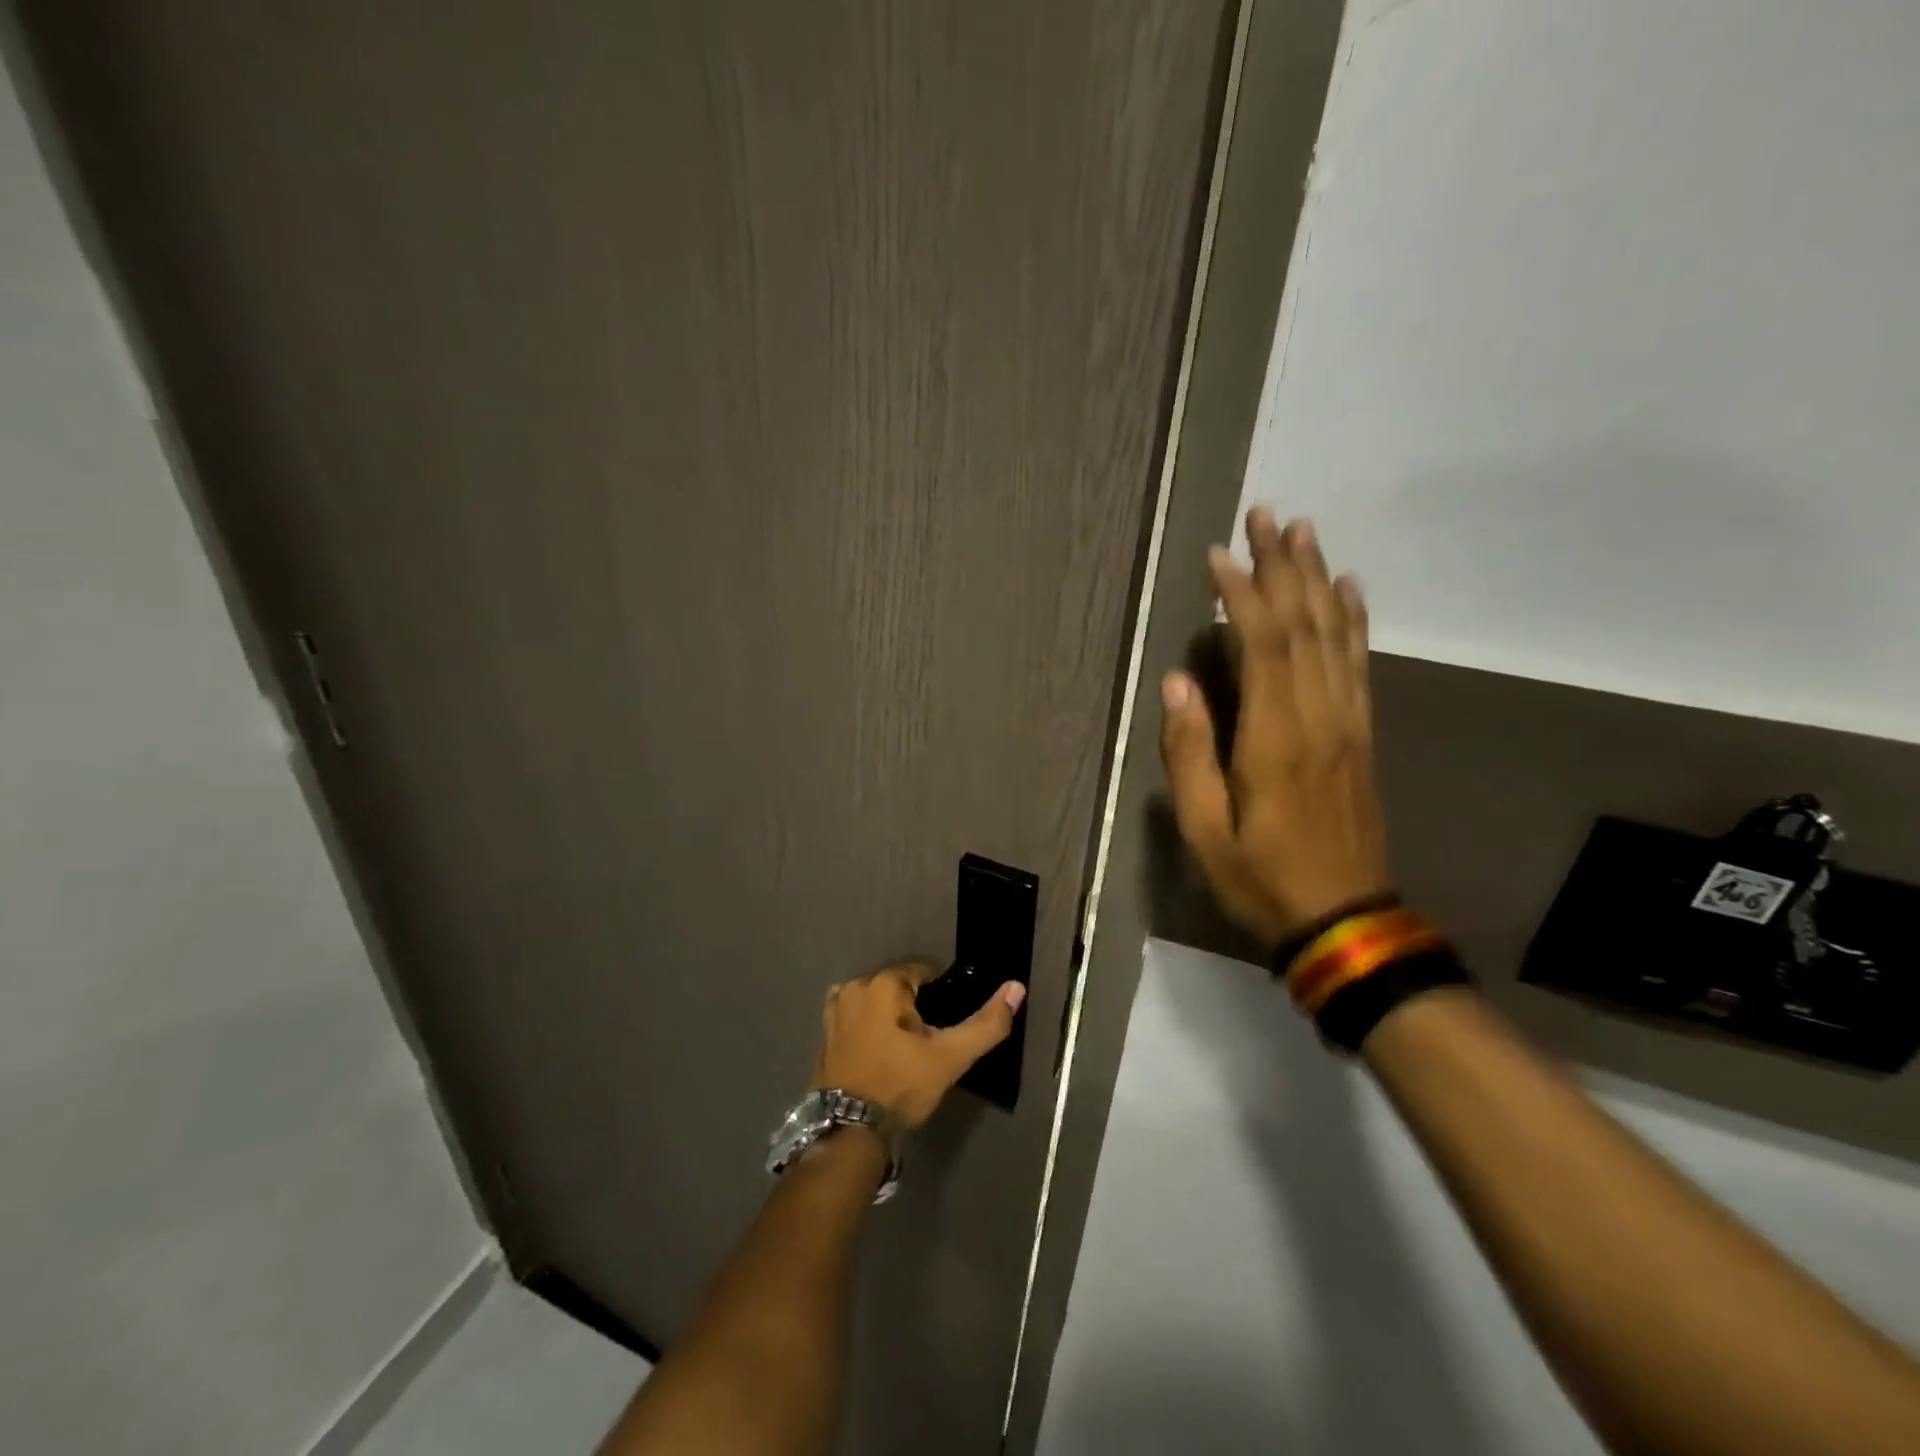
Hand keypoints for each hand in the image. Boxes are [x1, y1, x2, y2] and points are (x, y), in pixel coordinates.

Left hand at [811, 962, 1025, 1127]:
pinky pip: (855, 1014)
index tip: (945, 1023)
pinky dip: (868, 1023)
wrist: (849, 1131)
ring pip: (876, 999)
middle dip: (913, 1003)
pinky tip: (879, 1048)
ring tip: (903, 1047)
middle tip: (927, 1039)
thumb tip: (1017, 986)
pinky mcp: (825, 1030)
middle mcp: (855, 985)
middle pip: (897, 984)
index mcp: (885, 983)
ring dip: (890, 1014)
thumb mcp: (950, 1057)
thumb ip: (986, 1023)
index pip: (923, 972)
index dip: (940, 994)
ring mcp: (835, 1008)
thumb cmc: (901, 1086)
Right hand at [1159, 508, 1390, 946]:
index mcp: (1276, 739)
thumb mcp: (1205, 831)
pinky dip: (1355, 620)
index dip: (1241, 595)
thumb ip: (1190, 754)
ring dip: (1317, 579)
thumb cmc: (1261, 878)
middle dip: (1283, 566)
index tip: (1219, 554)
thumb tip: (1178, 685)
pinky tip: (1349, 590)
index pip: (1263, 646)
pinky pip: (1360, 664)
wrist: (1345, 920)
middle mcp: (1319, 717)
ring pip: (1336, 635)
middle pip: (1305, 625)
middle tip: (1266, 515)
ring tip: (1302, 532)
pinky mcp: (1361, 735)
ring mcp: (1348, 723)